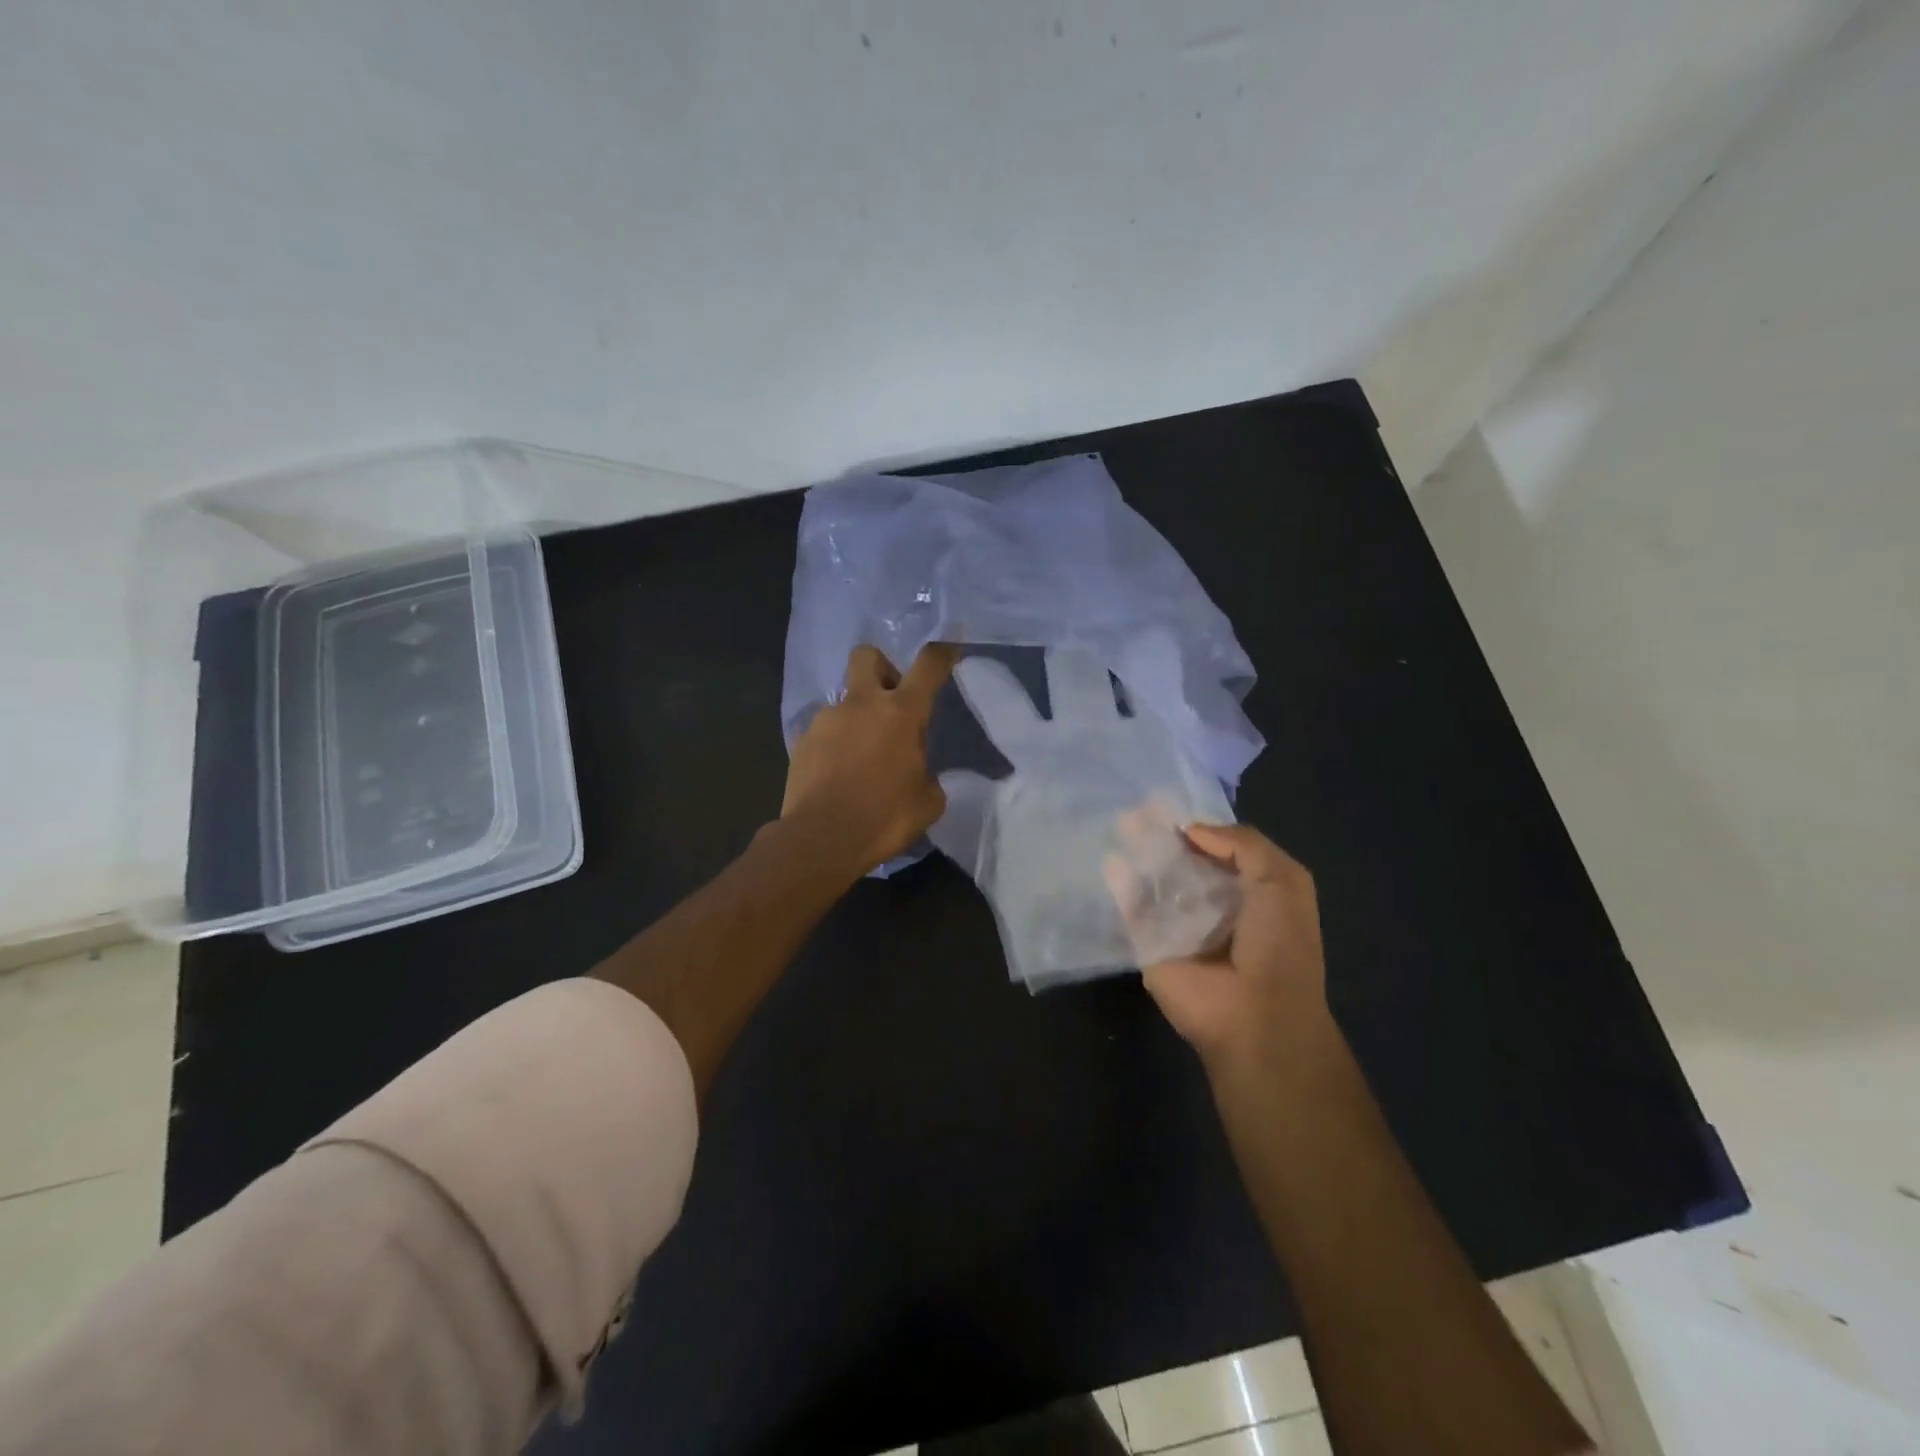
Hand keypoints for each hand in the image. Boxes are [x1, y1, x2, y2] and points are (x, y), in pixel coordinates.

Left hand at [782, 642, 957, 874]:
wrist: (821, 839)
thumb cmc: (885, 818)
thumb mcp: (928, 800)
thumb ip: (927, 773)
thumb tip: (917, 769)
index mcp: (902, 713)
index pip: (928, 666)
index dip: (943, 651)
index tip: (950, 646)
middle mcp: (862, 704)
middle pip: (868, 656)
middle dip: (882, 667)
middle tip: (892, 700)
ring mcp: (827, 719)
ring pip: (845, 700)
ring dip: (858, 716)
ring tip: (863, 756)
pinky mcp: (802, 740)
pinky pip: (825, 730)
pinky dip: (836, 742)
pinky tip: (840, 773)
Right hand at [1138, 824, 1333, 1074]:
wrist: (1255, 1015)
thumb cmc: (1279, 945)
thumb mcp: (1282, 880)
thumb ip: (1242, 844)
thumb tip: (1191, 830)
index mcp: (1247, 889)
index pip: (1215, 848)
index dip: (1196, 825)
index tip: (1168, 801)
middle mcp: (1210, 903)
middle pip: (1179, 860)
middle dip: (1160, 834)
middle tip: (1138, 807)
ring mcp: (1176, 924)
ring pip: (1152, 880)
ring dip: (1138, 852)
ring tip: (1122, 821)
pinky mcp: (1149, 944)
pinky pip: (1131, 909)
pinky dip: (1121, 884)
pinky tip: (1112, 860)